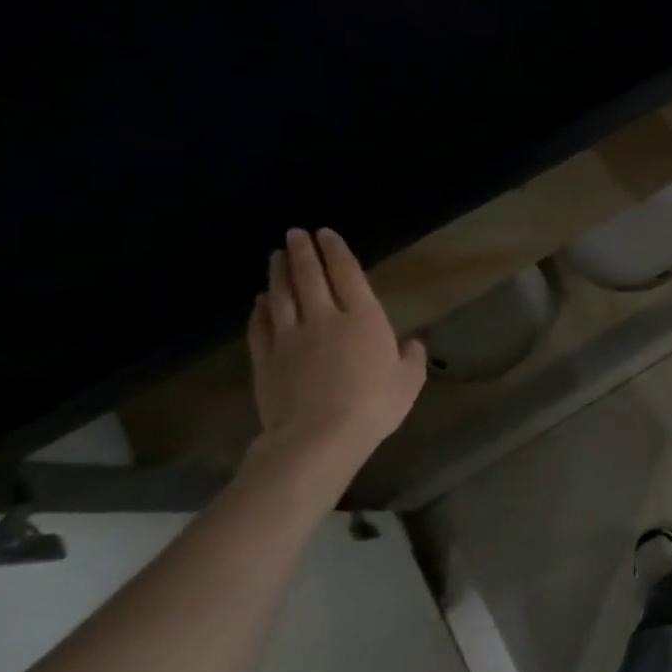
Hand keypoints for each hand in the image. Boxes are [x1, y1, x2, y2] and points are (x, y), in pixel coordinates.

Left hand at [246, 228, 425, 473]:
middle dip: (303, 252)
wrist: (318, 438)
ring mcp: (290, 338)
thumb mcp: (408, 381)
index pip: (347, 274)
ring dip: (279, 272)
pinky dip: (260, 309)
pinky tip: (261, 300)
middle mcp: (324, 318)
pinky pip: (260, 326)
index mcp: (363, 319)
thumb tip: (411, 343)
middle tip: (296, 233)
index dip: (337, 252)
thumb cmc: (374, 405)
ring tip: (277, 255)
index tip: (326, 233)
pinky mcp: (266, 359)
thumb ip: (411, 357)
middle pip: (309, 277)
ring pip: (281, 295)